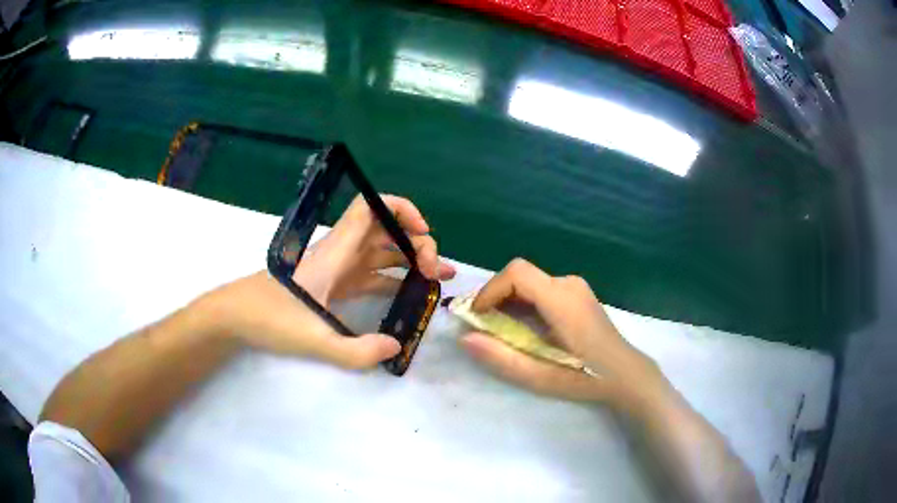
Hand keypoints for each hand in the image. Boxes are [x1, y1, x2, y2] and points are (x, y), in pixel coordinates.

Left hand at [197, 195, 454, 368]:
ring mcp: (338, 270)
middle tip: (435, 272)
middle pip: (385, 232)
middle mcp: (340, 254)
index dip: (402, 210)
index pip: (371, 209)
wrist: (236, 317)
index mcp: (335, 253)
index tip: (423, 233)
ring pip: (381, 254)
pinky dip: (393, 280)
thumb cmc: (268, 318)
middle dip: (416, 243)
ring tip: (438, 279)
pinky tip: (410, 295)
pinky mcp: (334, 286)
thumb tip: (395, 347)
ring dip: (410, 261)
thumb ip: (354, 351)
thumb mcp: (312, 339)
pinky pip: (371, 276)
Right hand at [460, 258, 667, 408]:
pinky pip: (542, 289)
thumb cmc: (586, 377)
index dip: (490, 289)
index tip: (478, 316)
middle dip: (496, 297)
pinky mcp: (578, 294)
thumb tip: (465, 339)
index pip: (517, 273)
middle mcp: (568, 284)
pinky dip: (524, 302)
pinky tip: (525, 328)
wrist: (626, 374)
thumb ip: (501, 357)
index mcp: (561, 299)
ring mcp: (576, 287)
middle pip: (521, 275)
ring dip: (509, 300)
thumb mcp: (540, 376)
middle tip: (483, 326)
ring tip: (500, 330)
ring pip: (530, 282)